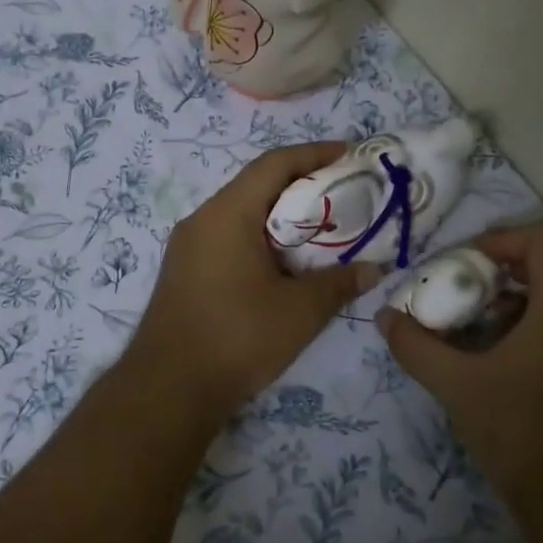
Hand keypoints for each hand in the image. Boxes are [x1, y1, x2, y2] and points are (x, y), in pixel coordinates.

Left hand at [124, 143, 381, 426]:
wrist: (168, 389)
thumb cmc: (237, 338)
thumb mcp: (300, 311)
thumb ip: (339, 283)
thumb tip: (374, 269)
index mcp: (227, 214)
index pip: (274, 164)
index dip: (314, 153)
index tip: (349, 154)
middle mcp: (202, 220)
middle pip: (256, 185)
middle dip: (301, 185)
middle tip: (343, 195)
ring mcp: (188, 247)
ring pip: (241, 214)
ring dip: (280, 216)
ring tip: (321, 229)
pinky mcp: (185, 272)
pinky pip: (228, 238)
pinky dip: (260, 239)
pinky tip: (285, 263)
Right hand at [377, 216, 542, 526]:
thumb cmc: (523, 432)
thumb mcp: (458, 385)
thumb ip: (416, 346)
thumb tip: (384, 318)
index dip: (502, 238)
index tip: (464, 264)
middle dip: (507, 262)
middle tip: (466, 283)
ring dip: (519, 291)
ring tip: (476, 316)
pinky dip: (533, 317)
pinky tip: (497, 351)